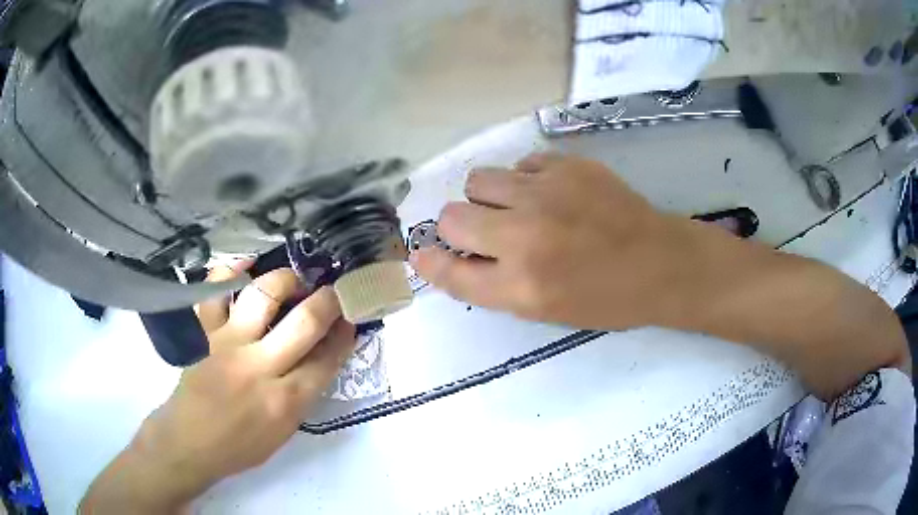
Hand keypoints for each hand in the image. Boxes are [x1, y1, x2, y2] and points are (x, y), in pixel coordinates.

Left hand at [80, 267, 355, 513]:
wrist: (190, 442)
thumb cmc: (240, 446)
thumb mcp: (284, 432)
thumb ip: (304, 393)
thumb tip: (322, 356)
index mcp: (285, 401)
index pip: (327, 359)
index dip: (344, 335)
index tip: (351, 319)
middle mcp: (259, 367)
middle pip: (304, 322)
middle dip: (329, 301)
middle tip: (335, 290)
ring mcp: (227, 344)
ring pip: (263, 296)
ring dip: (286, 280)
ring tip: (293, 280)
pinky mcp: (202, 332)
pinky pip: (214, 290)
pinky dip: (230, 270)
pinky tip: (245, 263)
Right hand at [411, 153, 686, 329]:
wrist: (660, 262)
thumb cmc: (605, 298)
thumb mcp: (544, 309)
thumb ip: (492, 284)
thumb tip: (449, 257)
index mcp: (521, 285)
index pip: (450, 271)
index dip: (430, 262)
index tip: (422, 254)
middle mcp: (525, 236)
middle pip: (451, 216)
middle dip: (460, 227)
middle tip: (488, 233)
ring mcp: (546, 193)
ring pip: (479, 180)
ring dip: (488, 198)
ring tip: (518, 208)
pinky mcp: (567, 164)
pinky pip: (518, 165)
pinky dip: (524, 181)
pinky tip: (550, 195)